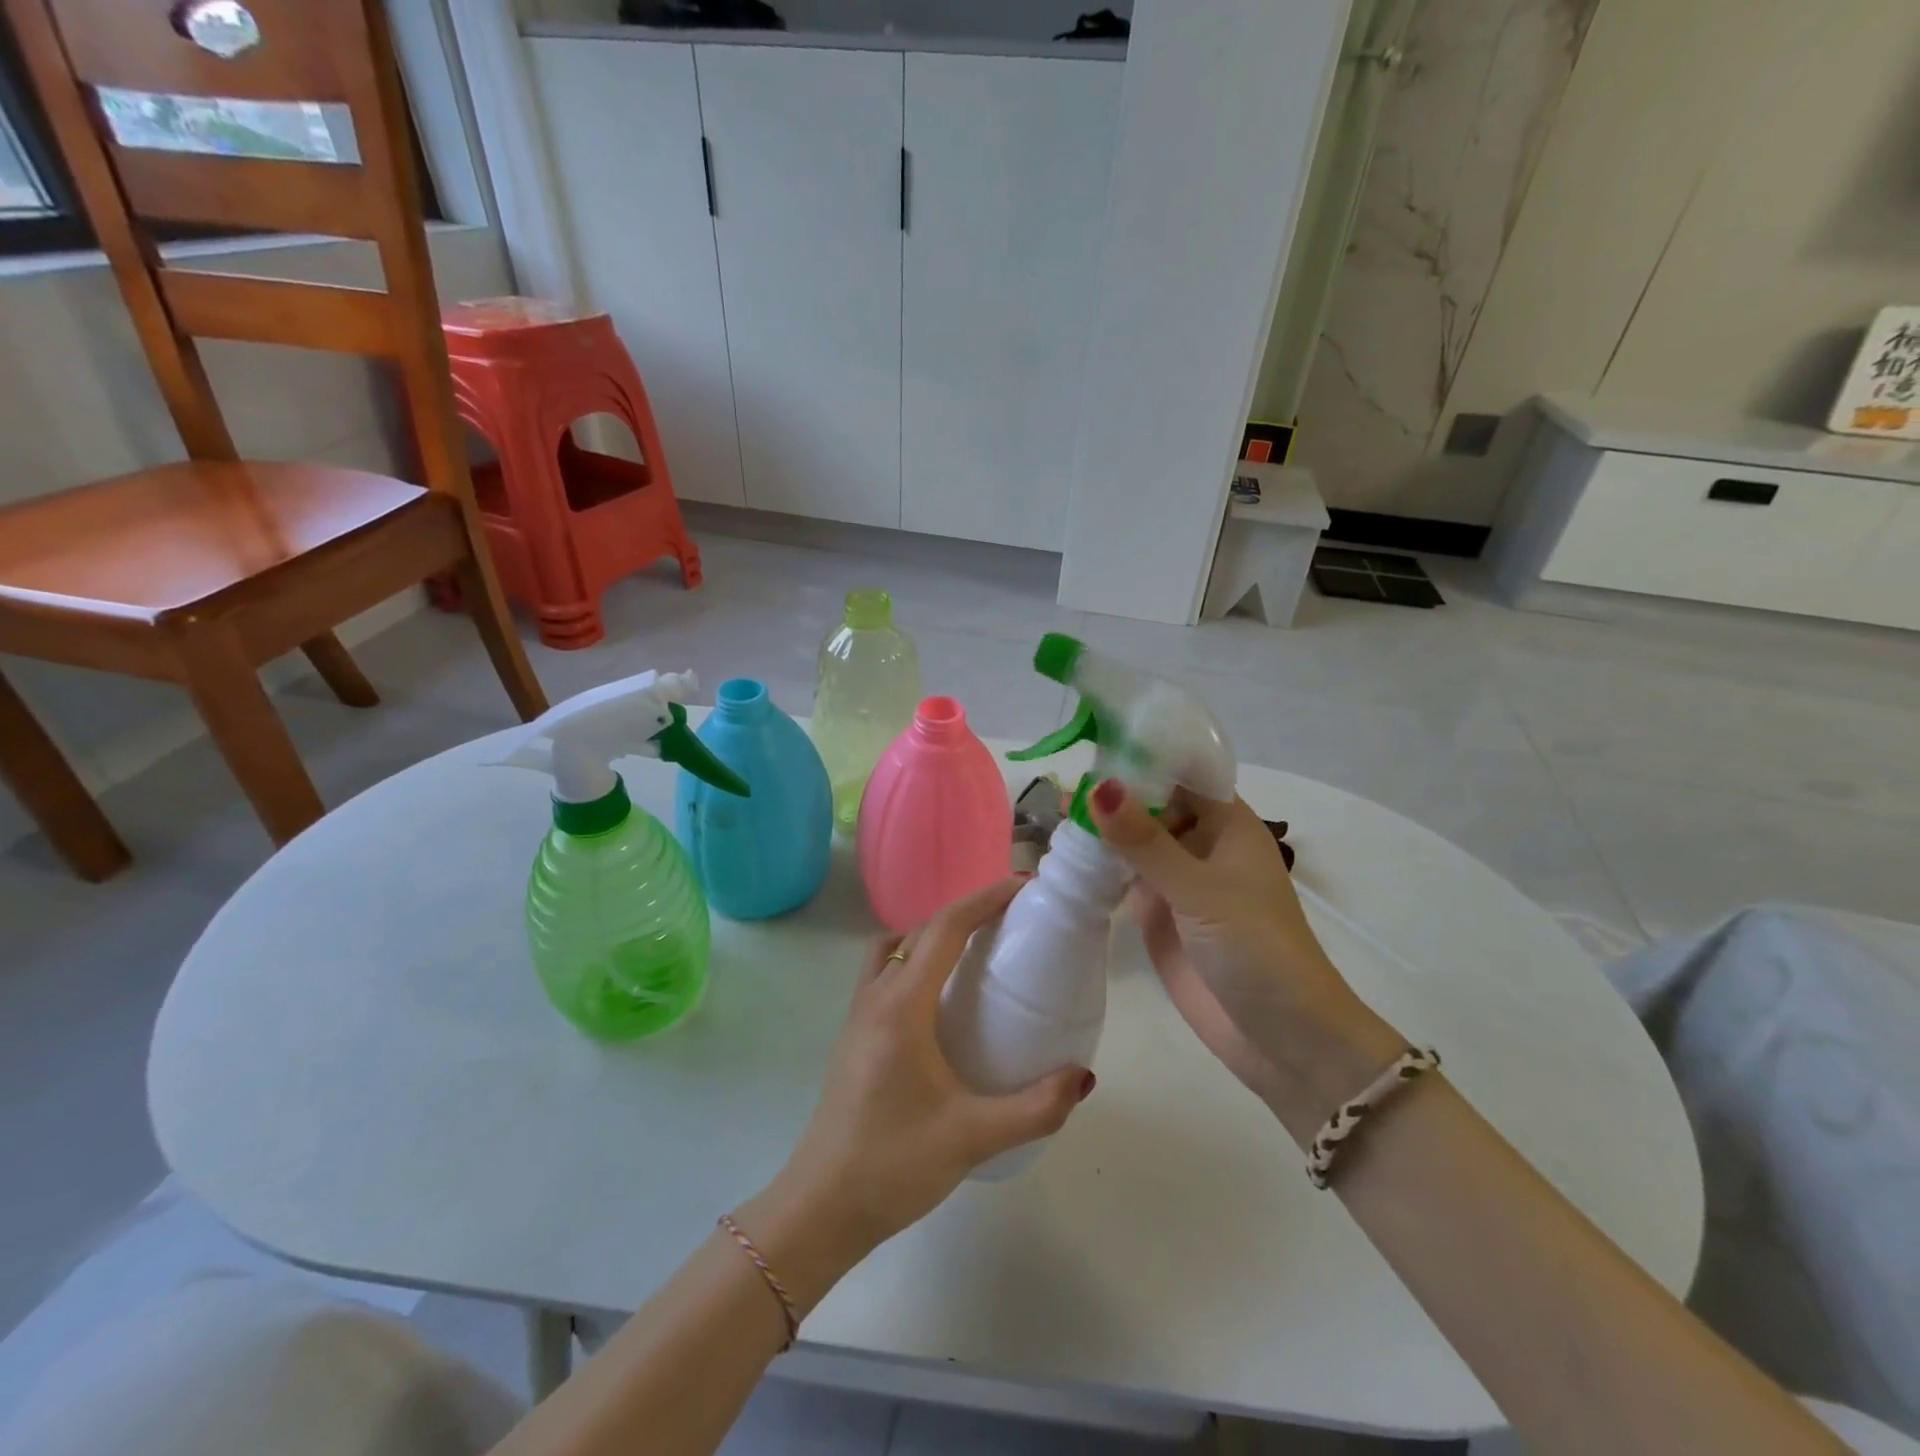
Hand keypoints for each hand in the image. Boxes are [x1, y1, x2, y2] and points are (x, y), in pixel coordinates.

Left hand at [750, 877, 1093, 1275]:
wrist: (819, 1209)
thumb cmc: (893, 1165)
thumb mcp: (972, 1138)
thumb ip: (1035, 1108)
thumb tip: (1084, 1077)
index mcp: (901, 1006)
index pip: (945, 928)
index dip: (985, 899)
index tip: (1023, 886)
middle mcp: (876, 996)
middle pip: (921, 930)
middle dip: (967, 911)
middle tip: (1013, 918)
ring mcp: (858, 1014)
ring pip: (896, 947)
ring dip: (935, 934)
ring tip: (977, 952)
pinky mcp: (854, 1035)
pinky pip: (885, 972)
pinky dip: (915, 960)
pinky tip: (941, 1000)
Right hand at [1087, 779, 1402, 1143]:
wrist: (1283, 1038)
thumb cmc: (1256, 948)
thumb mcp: (1199, 889)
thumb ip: (1145, 841)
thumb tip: (1099, 785)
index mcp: (1226, 823)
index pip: (1179, 773)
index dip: (1140, 759)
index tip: (1091, 748)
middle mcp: (1200, 843)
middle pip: (1150, 805)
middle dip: (1111, 797)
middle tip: (1058, 788)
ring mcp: (1177, 880)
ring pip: (1133, 842)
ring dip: (1100, 833)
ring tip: (1051, 818)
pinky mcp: (1159, 914)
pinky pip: (1123, 879)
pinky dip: (1097, 869)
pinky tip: (1062, 859)